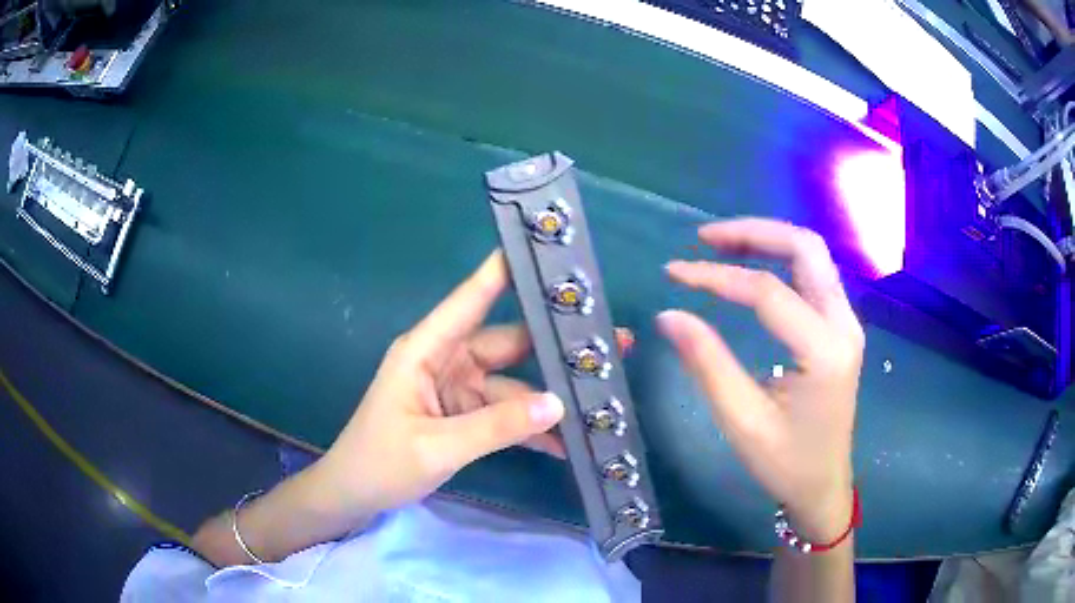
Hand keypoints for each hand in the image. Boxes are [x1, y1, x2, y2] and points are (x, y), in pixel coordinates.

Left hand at [313, 251, 630, 523]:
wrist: (354, 495)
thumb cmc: (380, 463)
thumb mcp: (437, 447)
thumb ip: (496, 426)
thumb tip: (558, 405)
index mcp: (426, 350)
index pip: (470, 299)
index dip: (505, 270)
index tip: (544, 249)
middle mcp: (445, 360)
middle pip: (507, 343)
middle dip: (554, 344)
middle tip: (610, 341)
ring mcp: (456, 389)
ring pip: (512, 384)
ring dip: (548, 396)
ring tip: (600, 397)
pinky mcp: (462, 415)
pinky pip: (503, 414)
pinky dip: (529, 427)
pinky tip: (565, 444)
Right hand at [657, 219, 863, 542]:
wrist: (824, 485)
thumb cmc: (786, 463)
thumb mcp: (742, 421)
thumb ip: (708, 364)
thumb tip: (669, 315)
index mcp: (825, 352)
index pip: (769, 292)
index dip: (717, 277)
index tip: (674, 272)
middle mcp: (844, 324)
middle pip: (806, 249)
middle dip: (754, 232)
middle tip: (705, 238)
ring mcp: (846, 322)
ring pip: (812, 255)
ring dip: (767, 240)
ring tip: (721, 245)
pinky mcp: (840, 327)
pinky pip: (813, 274)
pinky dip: (779, 259)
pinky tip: (750, 266)